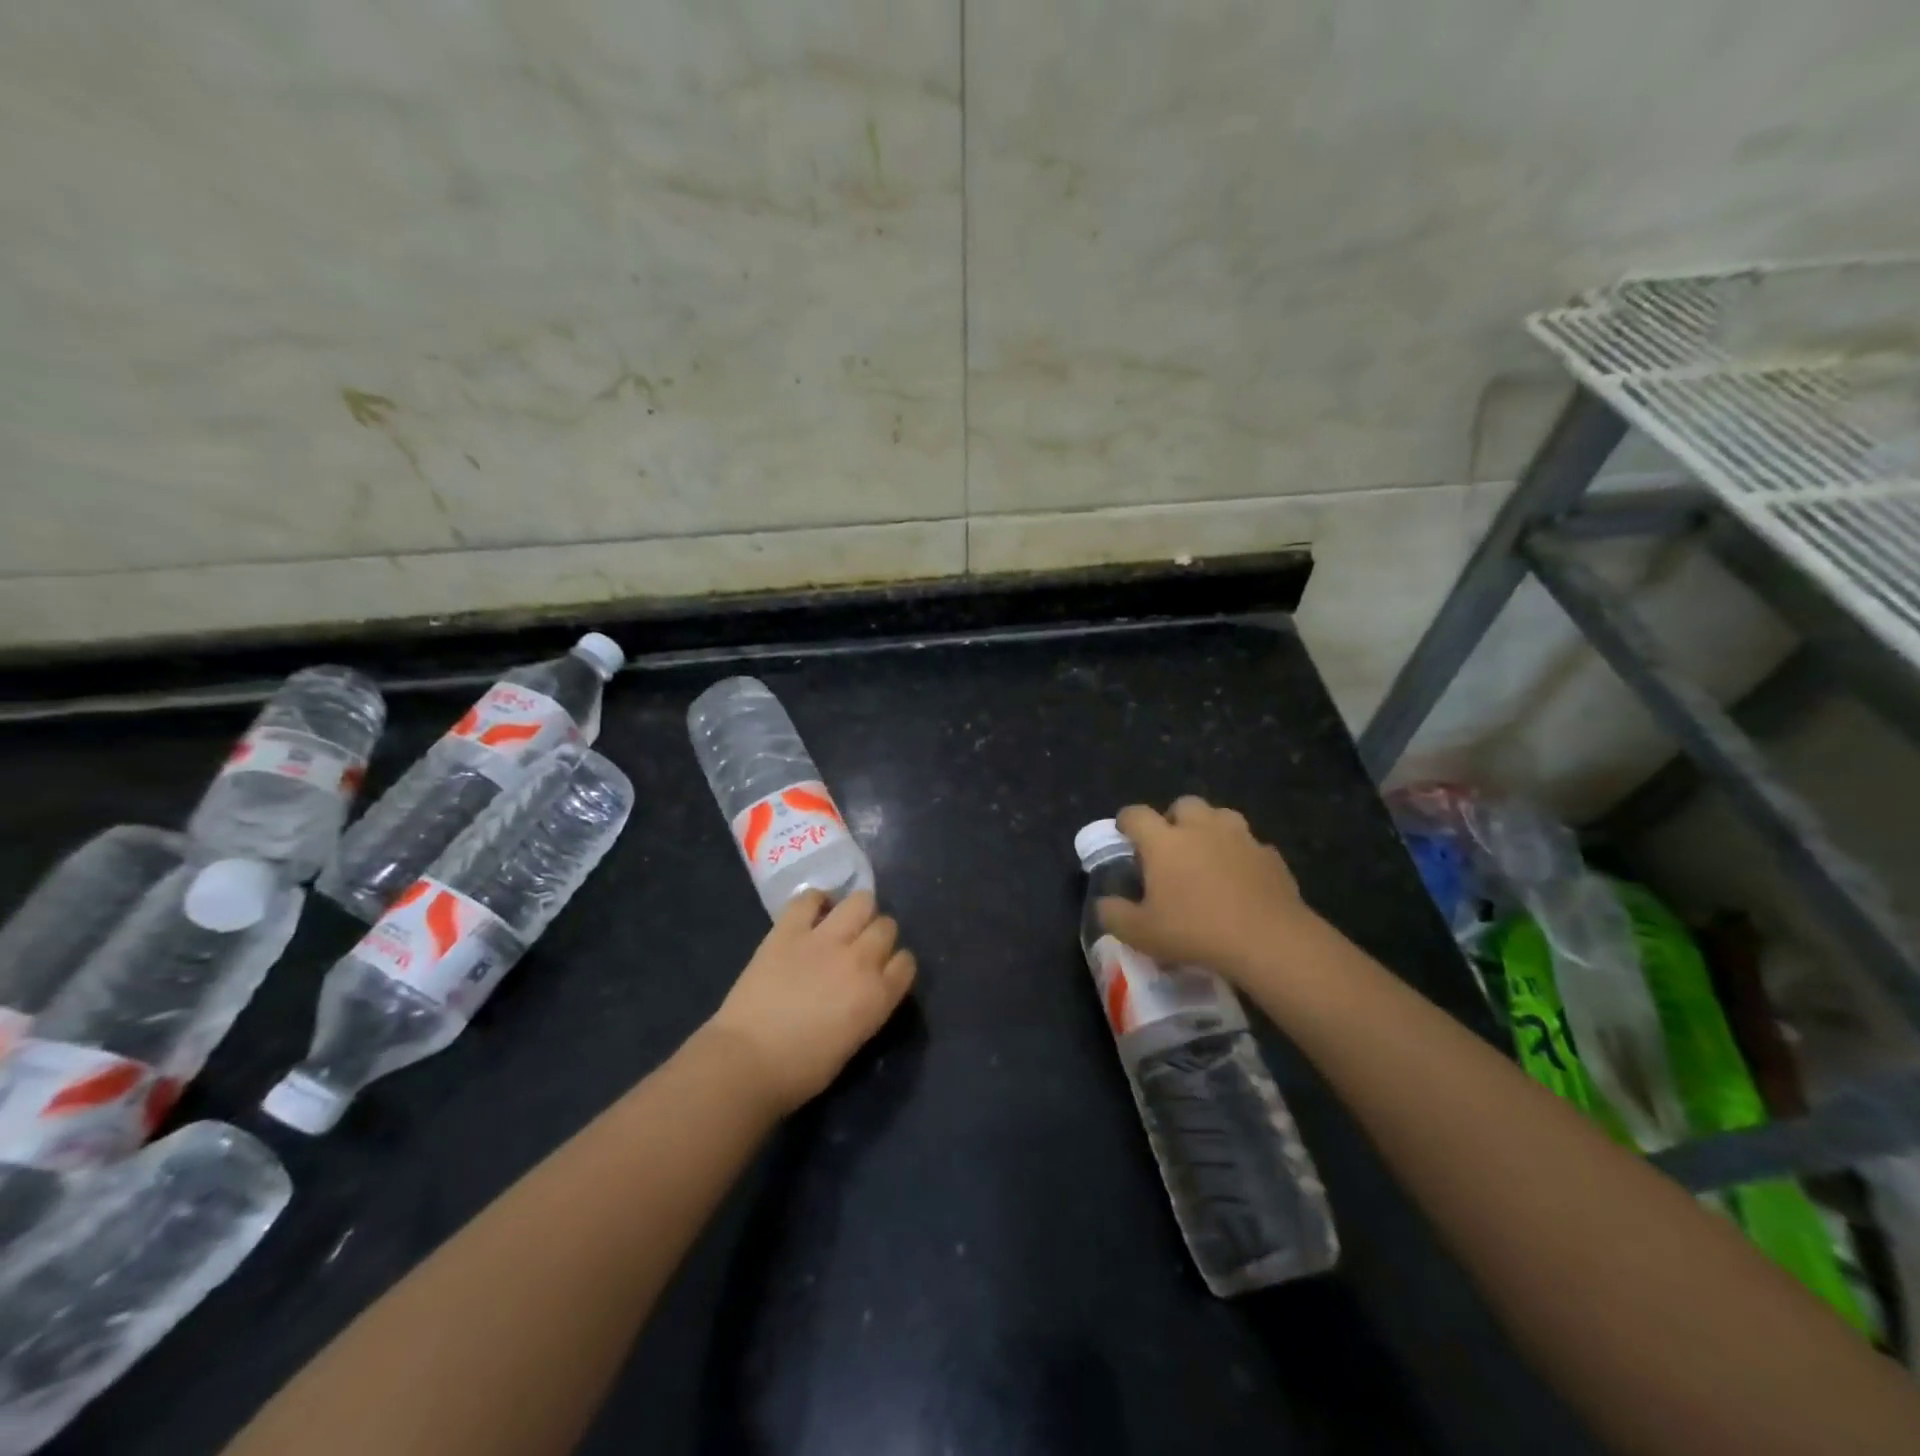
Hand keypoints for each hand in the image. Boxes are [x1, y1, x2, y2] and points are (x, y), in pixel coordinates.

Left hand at [706, 891, 916, 1114]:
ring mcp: (824, 939)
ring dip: (857, 911)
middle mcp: (859, 960)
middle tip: (860, 949)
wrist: (745, 1062)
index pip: (906, 963)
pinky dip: (815, 901)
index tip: (883, 973)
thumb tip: (865, 991)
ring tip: (842, 924)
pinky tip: (812, 913)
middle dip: (878, 935)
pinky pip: (809, 898)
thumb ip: (867, 1008)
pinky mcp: (788, 930)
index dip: (895, 965)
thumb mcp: (852, 1043)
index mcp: (877, 996)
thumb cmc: (800, 1071)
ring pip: (860, 901)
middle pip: (887, 927)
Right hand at [1097, 797, 1314, 978]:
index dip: (1127, 821)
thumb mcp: (1141, 933)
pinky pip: (1251, 846)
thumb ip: (1114, 915)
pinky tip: (1241, 880)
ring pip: (1222, 816)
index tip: (1125, 835)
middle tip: (1171, 847)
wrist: (1268, 940)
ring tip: (1208, 856)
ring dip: (1210, 829)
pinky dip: (1242, 856)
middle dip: (1174, 819)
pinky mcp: (1270, 856)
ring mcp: (1240, 838)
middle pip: (1184, 805)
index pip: (1136, 815)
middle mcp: (1201, 828)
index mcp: (1164, 841)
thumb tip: (1104, 903)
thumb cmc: (1195, 932)